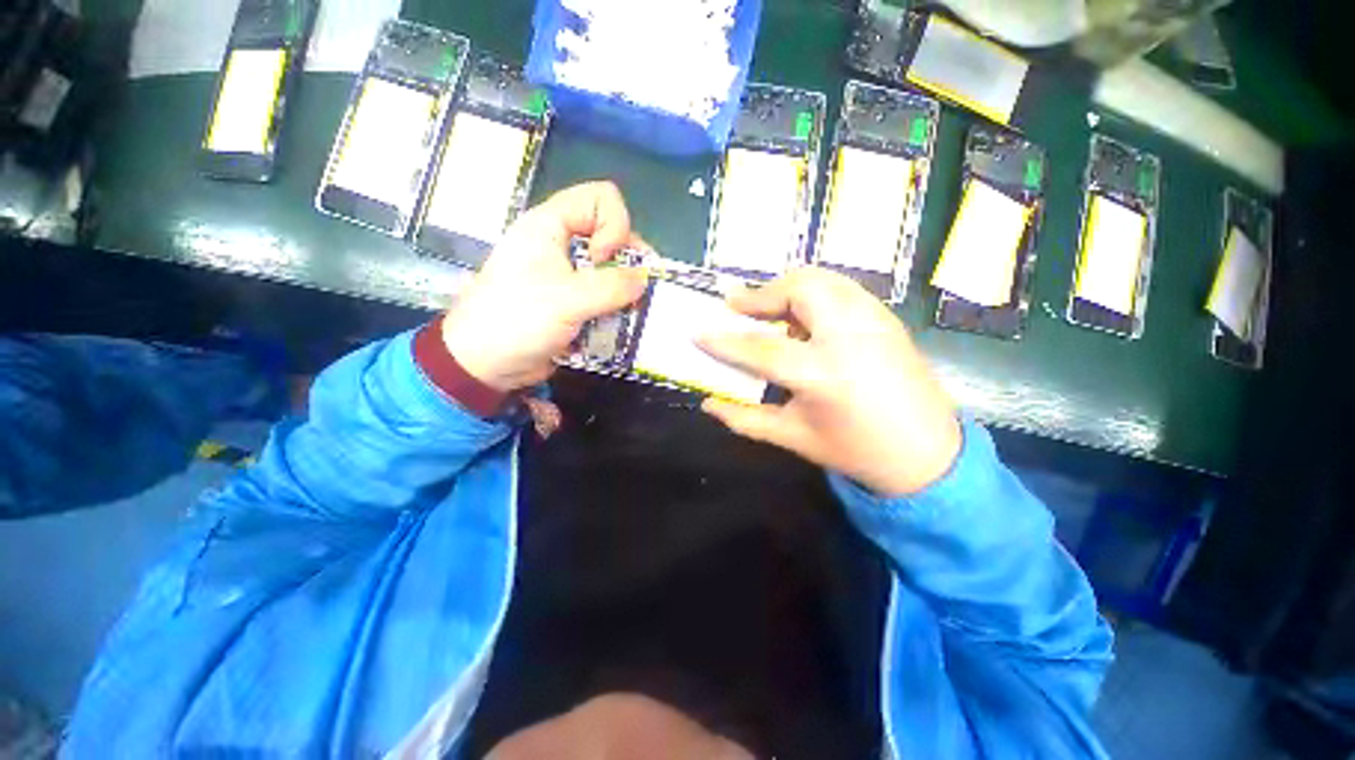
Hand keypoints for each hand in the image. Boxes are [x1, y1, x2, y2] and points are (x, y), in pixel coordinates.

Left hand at [441, 182, 648, 391]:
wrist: (485, 364)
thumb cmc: (517, 320)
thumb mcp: (567, 300)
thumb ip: (611, 287)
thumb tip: (644, 279)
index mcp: (550, 226)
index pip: (600, 199)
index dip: (614, 226)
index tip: (604, 261)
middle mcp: (561, 243)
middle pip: (612, 233)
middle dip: (629, 260)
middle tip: (635, 290)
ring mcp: (568, 274)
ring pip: (612, 268)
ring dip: (627, 288)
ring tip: (632, 311)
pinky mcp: (573, 300)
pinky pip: (605, 293)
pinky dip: (617, 306)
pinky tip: (621, 322)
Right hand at [697, 268, 961, 496]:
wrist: (928, 455)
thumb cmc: (855, 451)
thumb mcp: (792, 438)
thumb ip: (744, 419)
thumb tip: (707, 403)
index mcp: (822, 374)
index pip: (760, 347)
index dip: (723, 340)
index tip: (698, 331)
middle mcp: (850, 336)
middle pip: (800, 289)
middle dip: (763, 294)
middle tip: (739, 308)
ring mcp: (874, 321)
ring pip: (824, 280)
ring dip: (789, 288)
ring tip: (770, 310)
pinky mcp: (887, 318)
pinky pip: (842, 289)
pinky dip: (814, 293)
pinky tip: (805, 319)